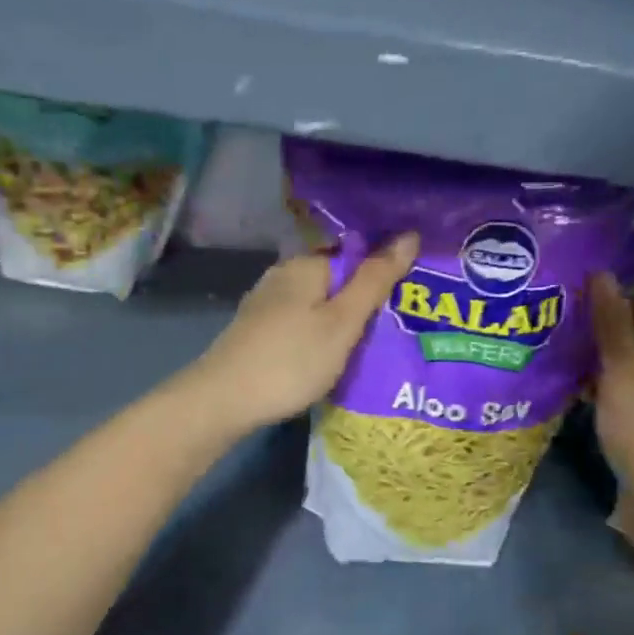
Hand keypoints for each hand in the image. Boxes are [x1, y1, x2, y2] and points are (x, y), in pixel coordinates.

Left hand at [181, 235, 418, 432]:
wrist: (224, 400)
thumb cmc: (291, 359)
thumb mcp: (343, 321)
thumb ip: (375, 280)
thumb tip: (409, 234)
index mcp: (305, 265)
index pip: (355, 257)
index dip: (383, 277)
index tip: (408, 305)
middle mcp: (282, 276)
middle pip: (335, 282)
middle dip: (362, 303)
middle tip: (395, 332)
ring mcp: (265, 304)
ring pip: (316, 306)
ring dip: (340, 323)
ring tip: (369, 350)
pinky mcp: (256, 331)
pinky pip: (299, 324)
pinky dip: (318, 337)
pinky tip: (329, 359)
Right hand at [589, 272, 633, 545]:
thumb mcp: (626, 376)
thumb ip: (612, 327)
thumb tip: (602, 276)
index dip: (627, 293)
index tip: (584, 291)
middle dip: (614, 325)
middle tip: (570, 316)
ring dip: (609, 355)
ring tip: (567, 345)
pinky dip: (612, 382)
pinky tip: (579, 383)